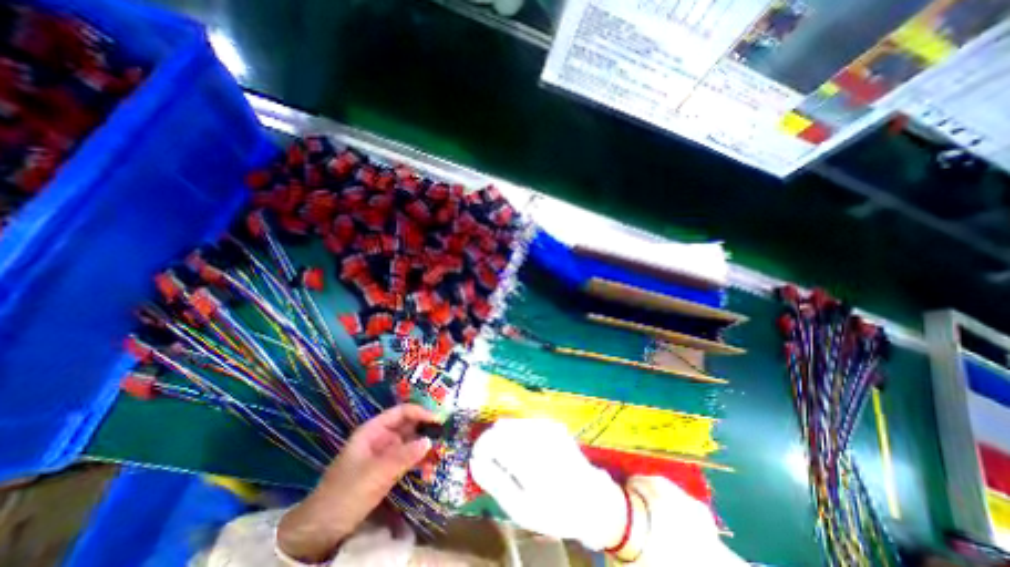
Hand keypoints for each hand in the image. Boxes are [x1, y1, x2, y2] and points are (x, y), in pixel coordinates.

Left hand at [275, 404, 438, 562]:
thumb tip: (429, 441)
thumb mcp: (375, 474)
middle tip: (447, 433)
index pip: (401, 412)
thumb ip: (402, 456)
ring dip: (425, 445)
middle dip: (426, 428)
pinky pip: (408, 458)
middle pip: (408, 425)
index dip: (421, 412)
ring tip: (443, 449)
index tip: (439, 419)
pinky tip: (431, 465)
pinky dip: (419, 460)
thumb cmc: (345, 493)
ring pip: (410, 442)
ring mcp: (384, 454)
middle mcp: (381, 437)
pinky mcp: (387, 469)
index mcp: (373, 430)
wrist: (321, 529)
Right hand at [467, 418, 627, 550]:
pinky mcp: (552, 424)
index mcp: (530, 461)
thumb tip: (475, 461)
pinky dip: (517, 434)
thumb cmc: (554, 511)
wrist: (592, 500)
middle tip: (491, 461)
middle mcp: (539, 437)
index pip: (494, 440)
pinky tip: (524, 451)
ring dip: (504, 437)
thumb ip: (495, 482)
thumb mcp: (521, 509)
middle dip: (491, 441)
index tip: (476, 459)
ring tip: (509, 460)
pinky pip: (525, 423)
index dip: (480, 447)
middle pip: (502, 427)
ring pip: (512, 422)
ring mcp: (548, 427)